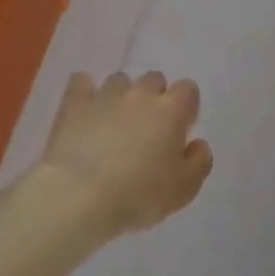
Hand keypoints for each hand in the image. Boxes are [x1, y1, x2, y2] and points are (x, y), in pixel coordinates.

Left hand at [37, 71, 213, 237]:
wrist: (79, 195)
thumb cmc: (139, 194)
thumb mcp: (185, 189)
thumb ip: (200, 161)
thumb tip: (198, 143)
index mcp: (171, 110)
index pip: (188, 89)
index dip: (185, 108)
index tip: (178, 131)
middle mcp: (140, 93)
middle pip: (154, 80)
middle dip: (154, 99)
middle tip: (147, 130)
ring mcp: (105, 94)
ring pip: (120, 81)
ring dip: (122, 97)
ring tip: (114, 125)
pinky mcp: (74, 103)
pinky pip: (82, 82)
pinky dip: (86, 92)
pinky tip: (85, 110)